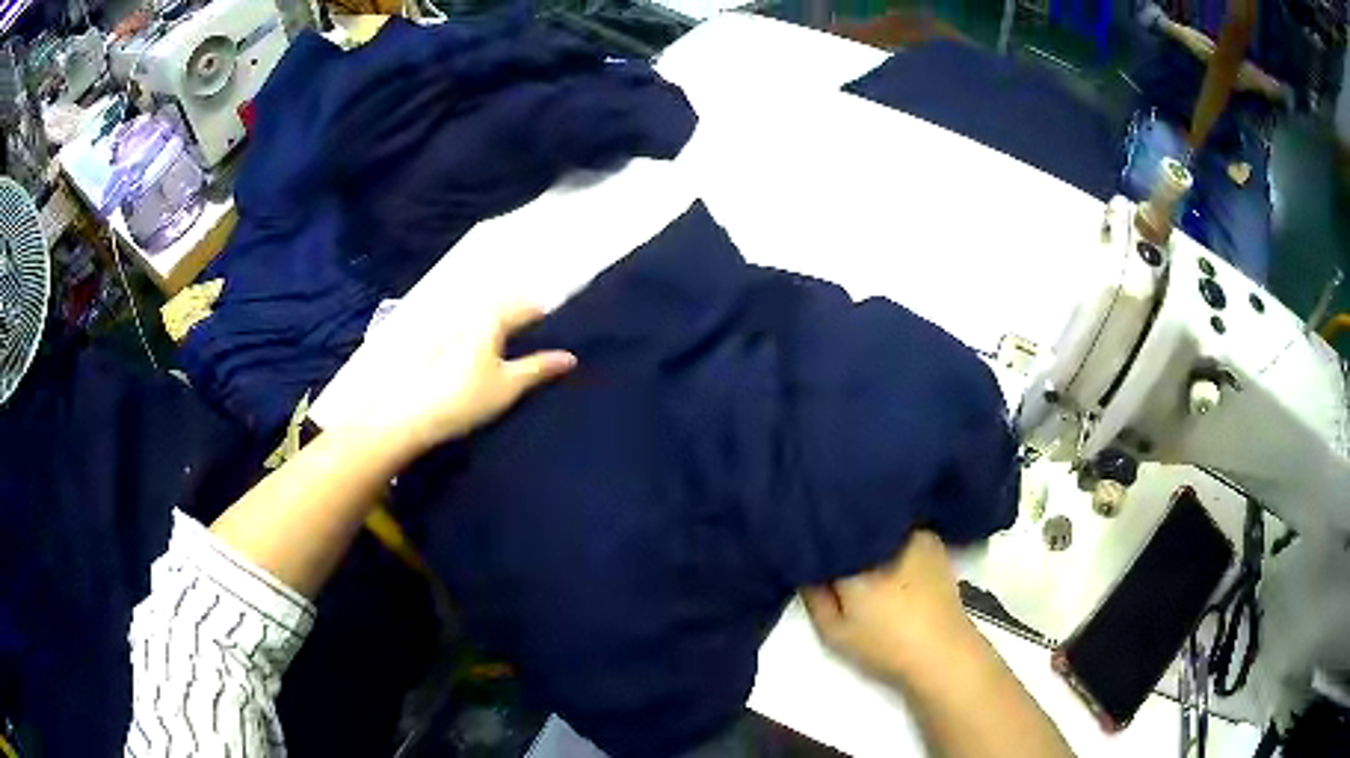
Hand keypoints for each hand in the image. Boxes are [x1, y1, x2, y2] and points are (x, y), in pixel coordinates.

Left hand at [342, 302, 575, 459]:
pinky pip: (459, 322)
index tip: (555, 315)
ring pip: (477, 311)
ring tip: (506, 329)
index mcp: (491, 317)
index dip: (542, 311)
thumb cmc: (464, 399)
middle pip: (500, 303)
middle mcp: (468, 311)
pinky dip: (472, 327)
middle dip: (517, 307)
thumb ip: (539, 368)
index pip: (525, 307)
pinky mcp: (428, 338)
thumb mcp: (508, 386)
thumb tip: (570, 357)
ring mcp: (445, 323)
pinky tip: (474, 343)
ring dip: (494, 314)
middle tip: (533, 317)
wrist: (409, 415)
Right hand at [801, 531, 977, 684]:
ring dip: (865, 531)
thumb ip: (812, 597)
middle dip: (838, 531)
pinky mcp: (933, 541)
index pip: (824, 534)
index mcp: (857, 556)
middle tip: (826, 547)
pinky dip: (889, 535)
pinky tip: (885, 552)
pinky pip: (900, 528)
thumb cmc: (885, 644)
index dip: (810, 537)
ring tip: (856, 549)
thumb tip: (804, 567)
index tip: (800, 544)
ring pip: (878, 523)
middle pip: (853, 522)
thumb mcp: (834, 633)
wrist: (943, 650)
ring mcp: (913, 533)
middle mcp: (886, 534)